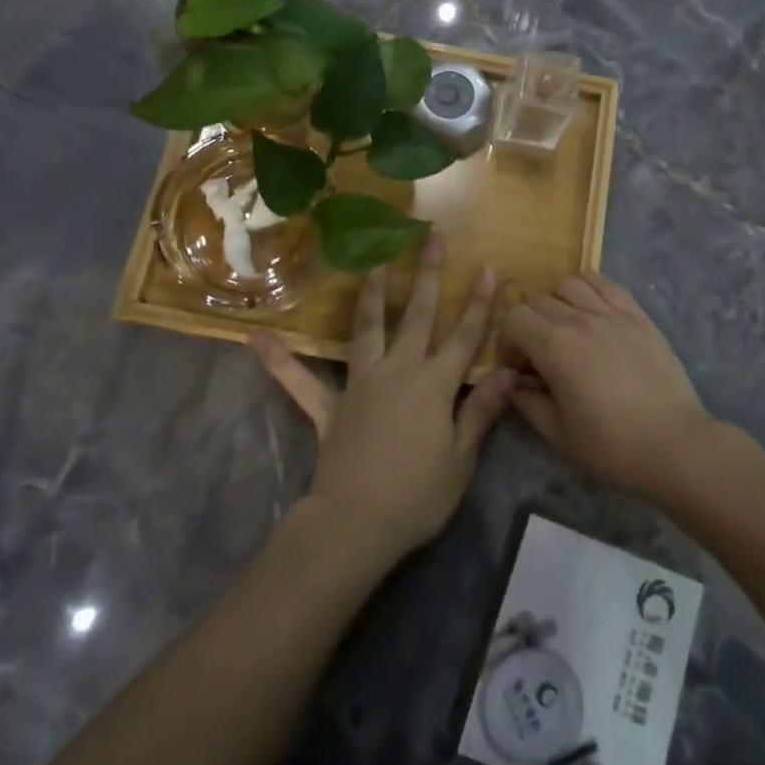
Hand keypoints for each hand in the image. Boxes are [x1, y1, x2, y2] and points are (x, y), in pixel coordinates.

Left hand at [252, 236, 516, 563]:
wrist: (357, 525)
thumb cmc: (417, 497)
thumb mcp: (460, 460)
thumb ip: (481, 411)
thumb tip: (507, 371)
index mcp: (433, 385)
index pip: (463, 337)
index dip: (478, 304)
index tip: (486, 268)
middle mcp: (398, 371)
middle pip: (417, 316)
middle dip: (427, 275)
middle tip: (432, 238)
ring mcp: (360, 384)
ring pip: (367, 329)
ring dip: (371, 294)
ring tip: (374, 263)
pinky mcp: (329, 407)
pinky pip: (300, 382)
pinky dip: (280, 362)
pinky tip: (257, 339)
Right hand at [502, 272, 712, 496]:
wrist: (673, 444)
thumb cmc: (611, 445)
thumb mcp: (558, 434)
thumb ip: (527, 402)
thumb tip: (514, 383)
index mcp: (554, 346)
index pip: (515, 317)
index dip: (510, 340)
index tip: (521, 366)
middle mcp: (579, 318)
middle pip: (538, 299)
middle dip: (530, 323)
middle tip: (542, 353)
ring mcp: (611, 312)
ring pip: (570, 283)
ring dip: (559, 301)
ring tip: (568, 328)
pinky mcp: (637, 314)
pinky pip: (606, 283)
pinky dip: (591, 289)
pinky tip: (594, 313)